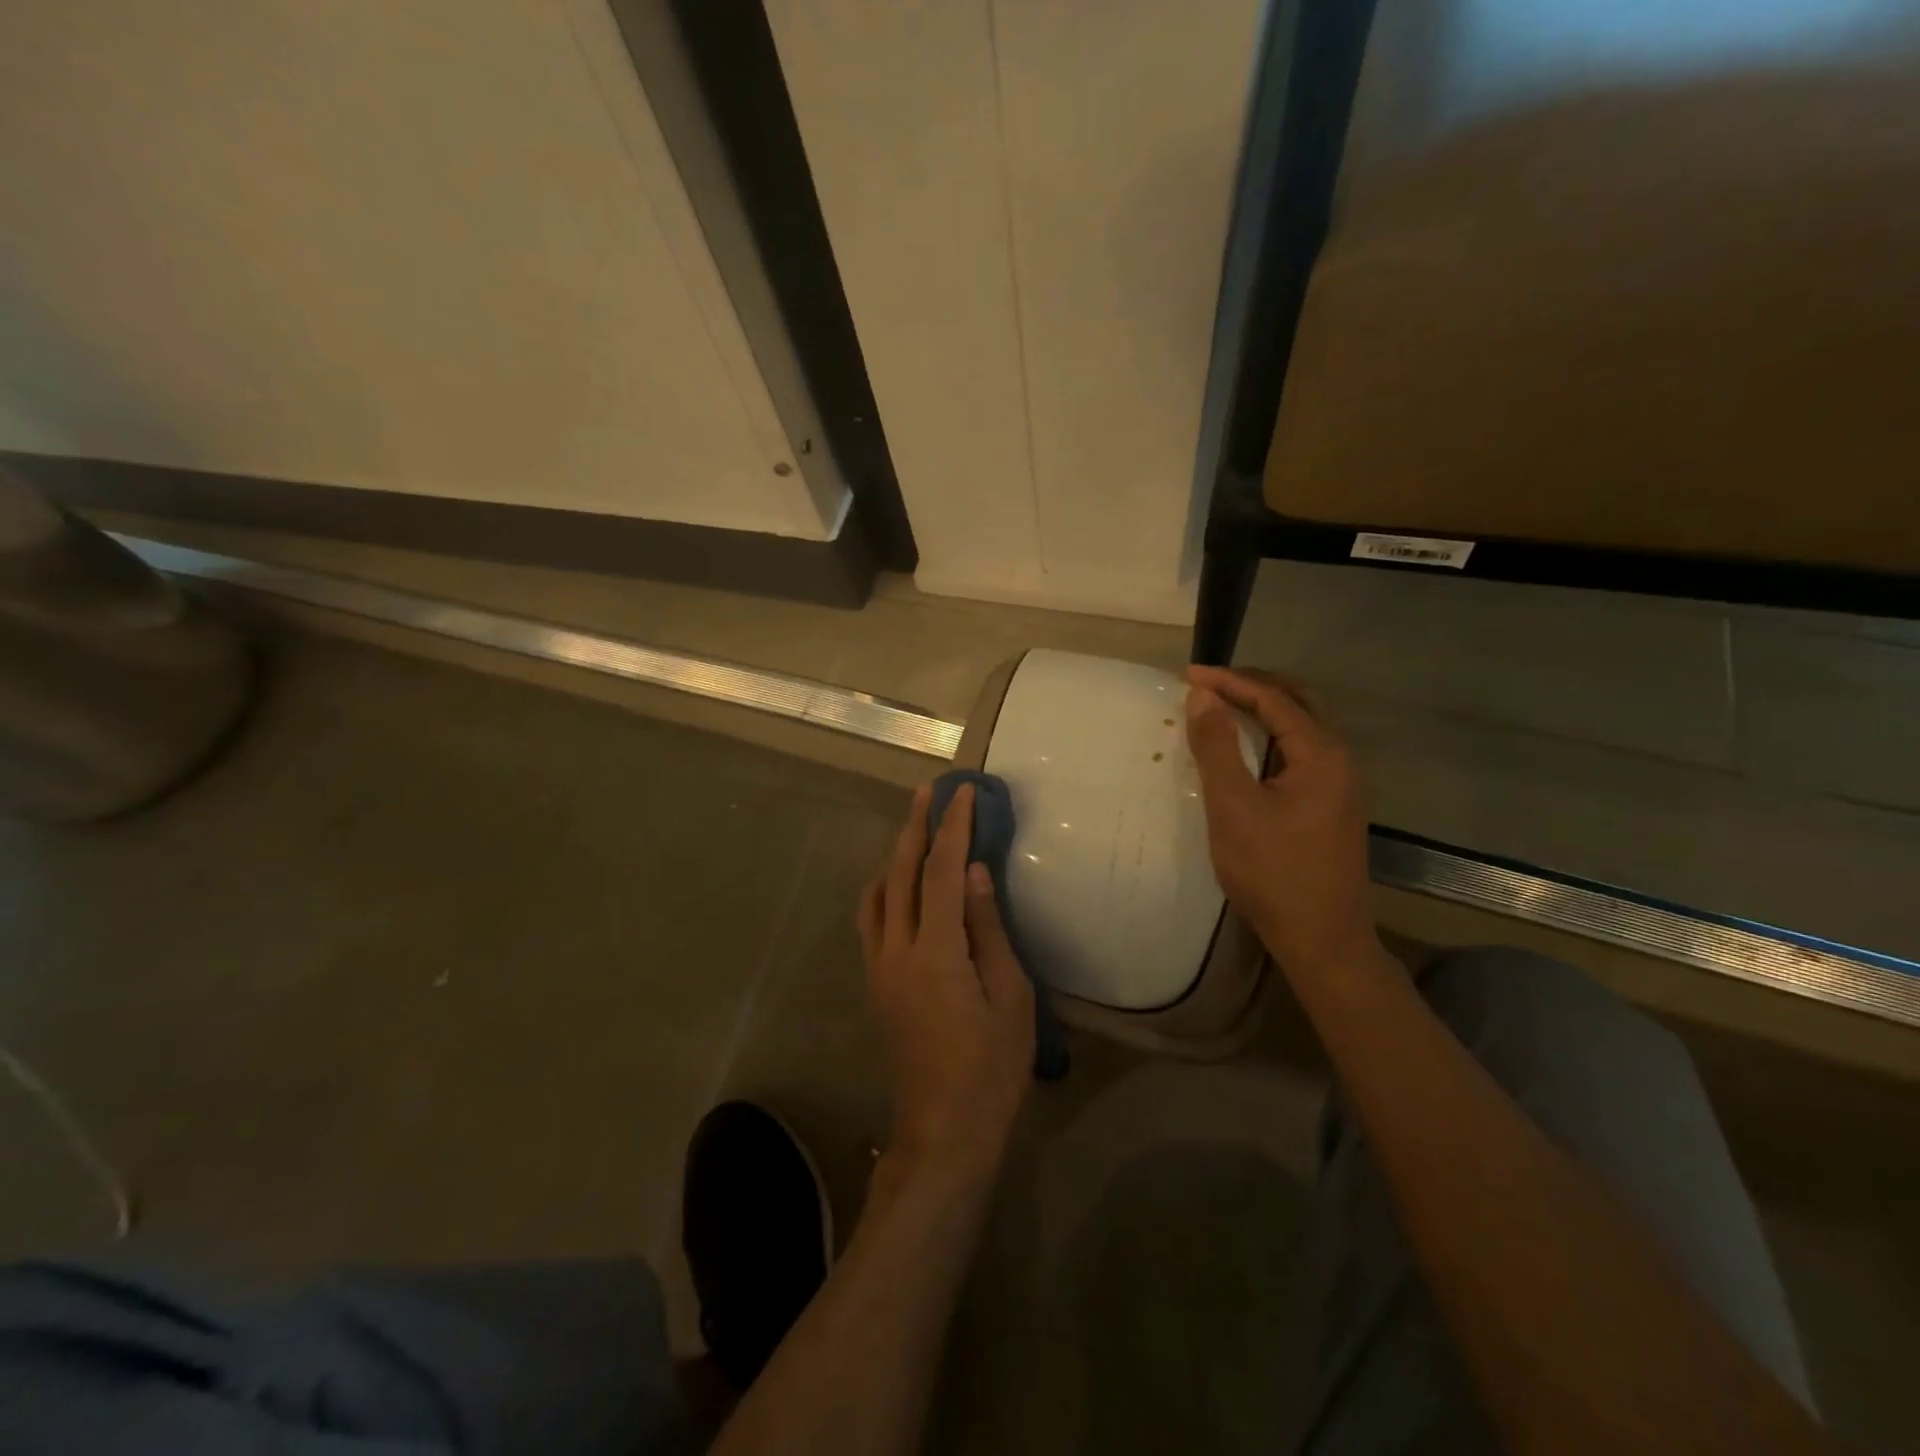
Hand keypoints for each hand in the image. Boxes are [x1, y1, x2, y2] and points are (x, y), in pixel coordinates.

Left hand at [857, 784, 1035, 1185]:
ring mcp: (878, 968)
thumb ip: (989, 929)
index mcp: (935, 951)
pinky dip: (885, 889)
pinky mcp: (875, 985)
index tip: (964, 793)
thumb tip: (976, 872)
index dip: (954, 828)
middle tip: (930, 792)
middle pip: (899, 873)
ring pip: (877, 895)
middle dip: (915, 827)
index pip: (943, 871)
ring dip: (894, 856)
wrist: (944, 1130)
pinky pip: (872, 921)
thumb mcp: (1009, 996)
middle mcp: (896, 950)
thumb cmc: (991, 1068)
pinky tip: (900, 886)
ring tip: (914, 830)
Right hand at [1184, 666, 1382, 979]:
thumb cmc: (1272, 871)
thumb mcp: (1233, 806)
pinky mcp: (1333, 806)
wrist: (1321, 938)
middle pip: (1299, 702)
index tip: (1188, 674)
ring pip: (1303, 727)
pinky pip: (1302, 752)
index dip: (1230, 681)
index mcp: (1321, 754)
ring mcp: (1341, 785)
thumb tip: (1203, 695)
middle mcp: (1340, 760)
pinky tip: (1249, 751)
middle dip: (1253, 685)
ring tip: (1224, 707)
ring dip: (1265, 709)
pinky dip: (1272, 737)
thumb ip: (1217, 747)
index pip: (1274, 698)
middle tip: (1209, 683)